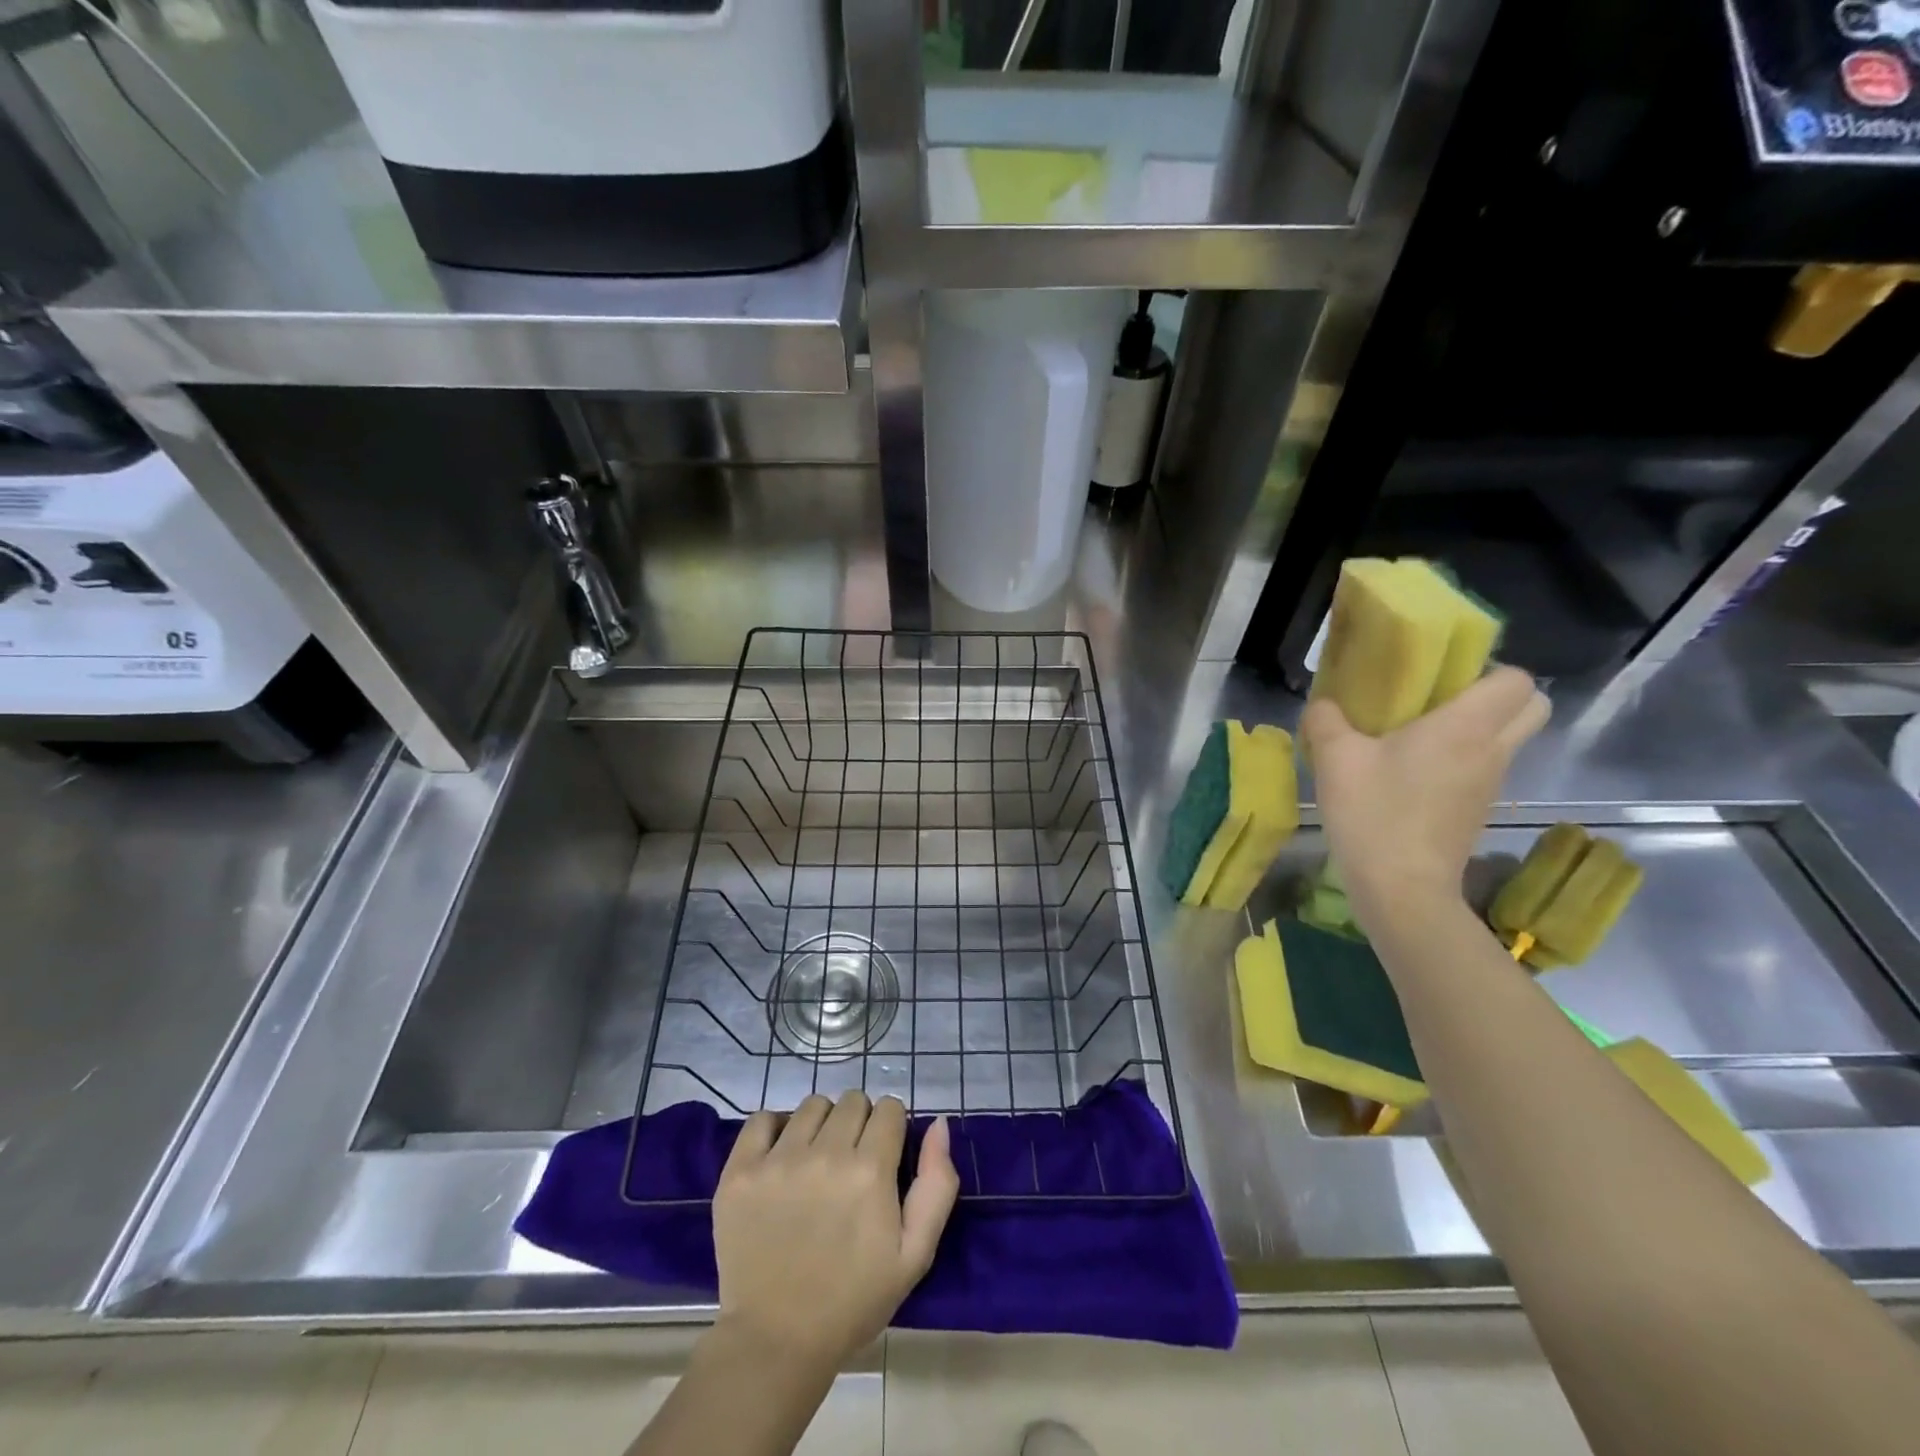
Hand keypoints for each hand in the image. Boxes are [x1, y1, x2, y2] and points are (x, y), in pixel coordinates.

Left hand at [713, 1091, 958, 1369]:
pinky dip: (774, 1129)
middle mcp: (826, 1154)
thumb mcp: (915, 1254)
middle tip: (850, 1165)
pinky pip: (762, 1118)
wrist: (777, 1342)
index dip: (891, 1129)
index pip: (889, 1108)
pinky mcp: (741, 1172)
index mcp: (870, 1170)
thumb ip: (937, 1184)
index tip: (883, 1157)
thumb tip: (939, 1123)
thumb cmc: (854, 1300)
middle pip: (853, 1101)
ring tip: (815, 1162)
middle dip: (859, 1124)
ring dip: (821, 1125)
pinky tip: (780, 1157)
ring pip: (812, 1106)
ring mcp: (779, 1160)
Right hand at [1301, 666, 1550, 927]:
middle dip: (1497, 695)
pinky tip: (1410, 771)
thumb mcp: (1334, 758)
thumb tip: (1325, 704)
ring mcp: (1490, 784)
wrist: (1401, 888)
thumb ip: (1326, 719)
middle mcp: (1492, 750)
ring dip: (1476, 729)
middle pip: (1531, 707)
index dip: (1486, 669)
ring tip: (1416, 734)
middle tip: (1441, 699)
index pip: (1516, 679)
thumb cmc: (1374, 813)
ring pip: (1507, 739)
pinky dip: (1460, 760)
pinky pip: (1484, 767)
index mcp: (1466, 726)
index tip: (1440, 677)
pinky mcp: (1477, 810)